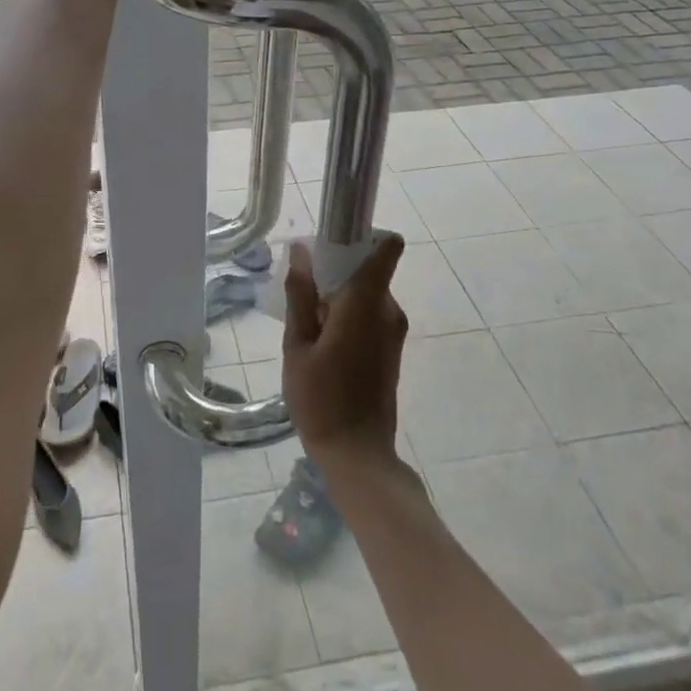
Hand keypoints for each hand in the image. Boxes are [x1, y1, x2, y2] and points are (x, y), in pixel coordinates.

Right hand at [281, 235, 407, 471]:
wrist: (358, 455)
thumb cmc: (321, 399)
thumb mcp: (298, 345)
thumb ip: (300, 294)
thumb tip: (300, 250)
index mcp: (366, 302)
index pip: (387, 248)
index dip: (364, 234)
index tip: (333, 239)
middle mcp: (388, 310)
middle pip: (368, 269)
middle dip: (338, 271)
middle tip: (303, 292)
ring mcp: (393, 330)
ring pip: (367, 292)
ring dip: (341, 296)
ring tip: (308, 324)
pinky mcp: (391, 348)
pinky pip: (370, 313)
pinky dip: (349, 315)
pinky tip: (323, 342)